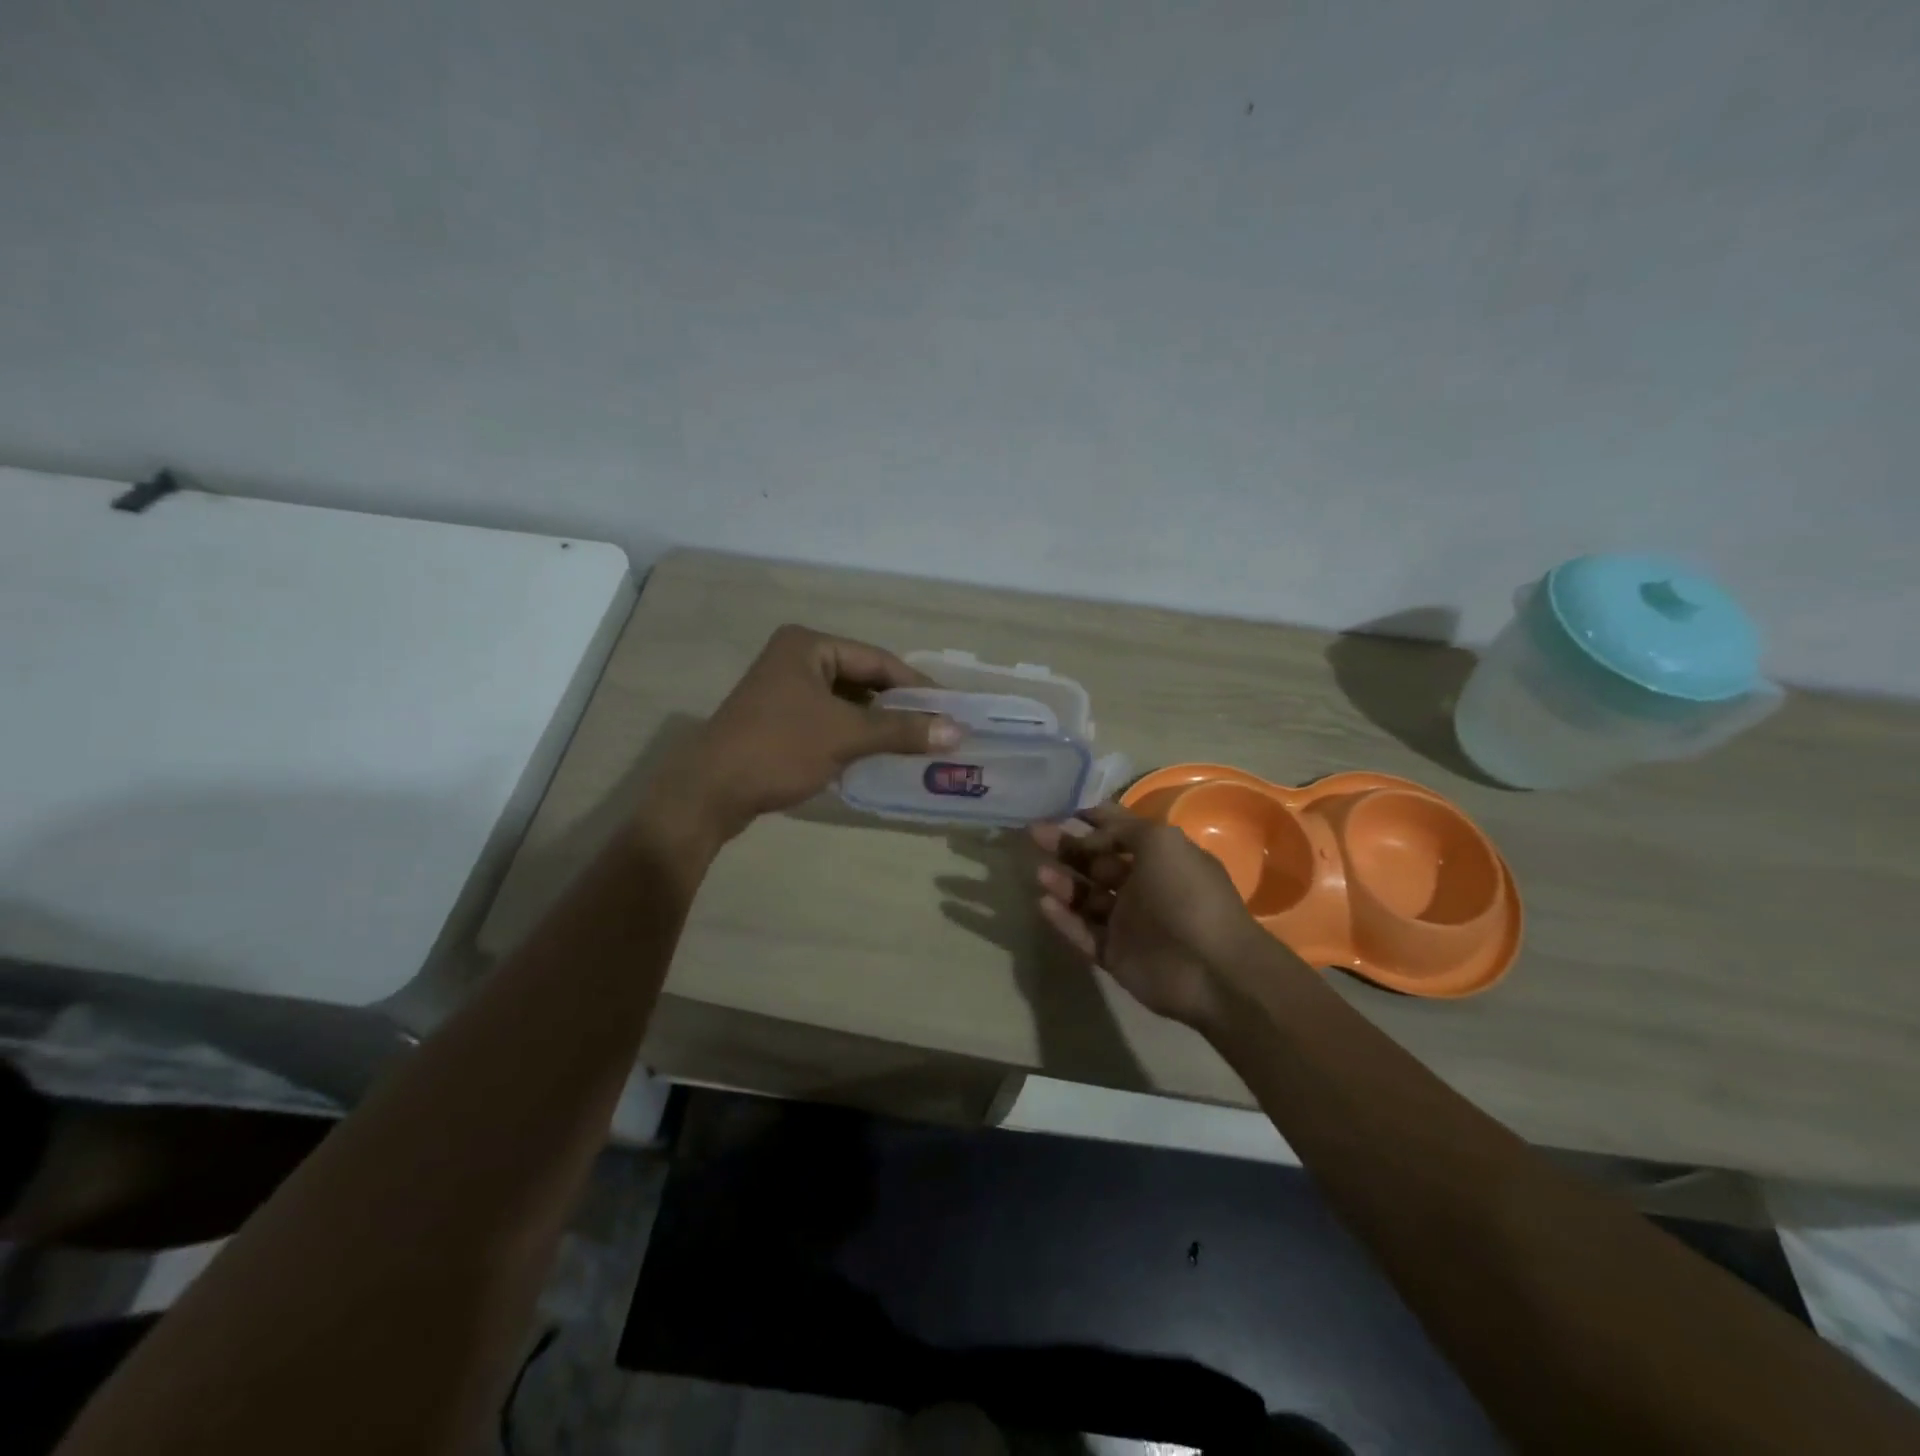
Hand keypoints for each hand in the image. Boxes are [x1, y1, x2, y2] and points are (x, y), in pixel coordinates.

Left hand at [674, 625, 959, 841]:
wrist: (709, 793)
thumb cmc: (778, 749)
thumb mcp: (846, 736)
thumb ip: (902, 731)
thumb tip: (957, 732)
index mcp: (808, 646)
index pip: (877, 660)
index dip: (916, 686)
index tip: (951, 709)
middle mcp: (796, 659)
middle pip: (863, 679)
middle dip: (899, 707)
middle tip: (938, 728)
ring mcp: (784, 690)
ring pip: (847, 702)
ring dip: (879, 724)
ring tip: (918, 744)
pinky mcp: (779, 720)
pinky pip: (829, 720)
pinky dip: (855, 735)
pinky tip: (881, 754)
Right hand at [1030, 804, 1299, 1029]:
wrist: (1211, 968)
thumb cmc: (1187, 894)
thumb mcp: (1161, 842)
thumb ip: (1123, 830)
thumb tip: (1090, 834)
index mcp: (1159, 857)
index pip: (1120, 831)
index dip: (1092, 818)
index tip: (1060, 808)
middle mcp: (1142, 886)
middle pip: (1096, 863)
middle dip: (1067, 847)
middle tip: (1035, 834)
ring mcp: (1128, 923)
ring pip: (1086, 898)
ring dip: (1063, 883)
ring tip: (1040, 873)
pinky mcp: (1115, 955)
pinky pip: (1082, 933)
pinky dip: (1063, 919)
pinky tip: (1043, 903)